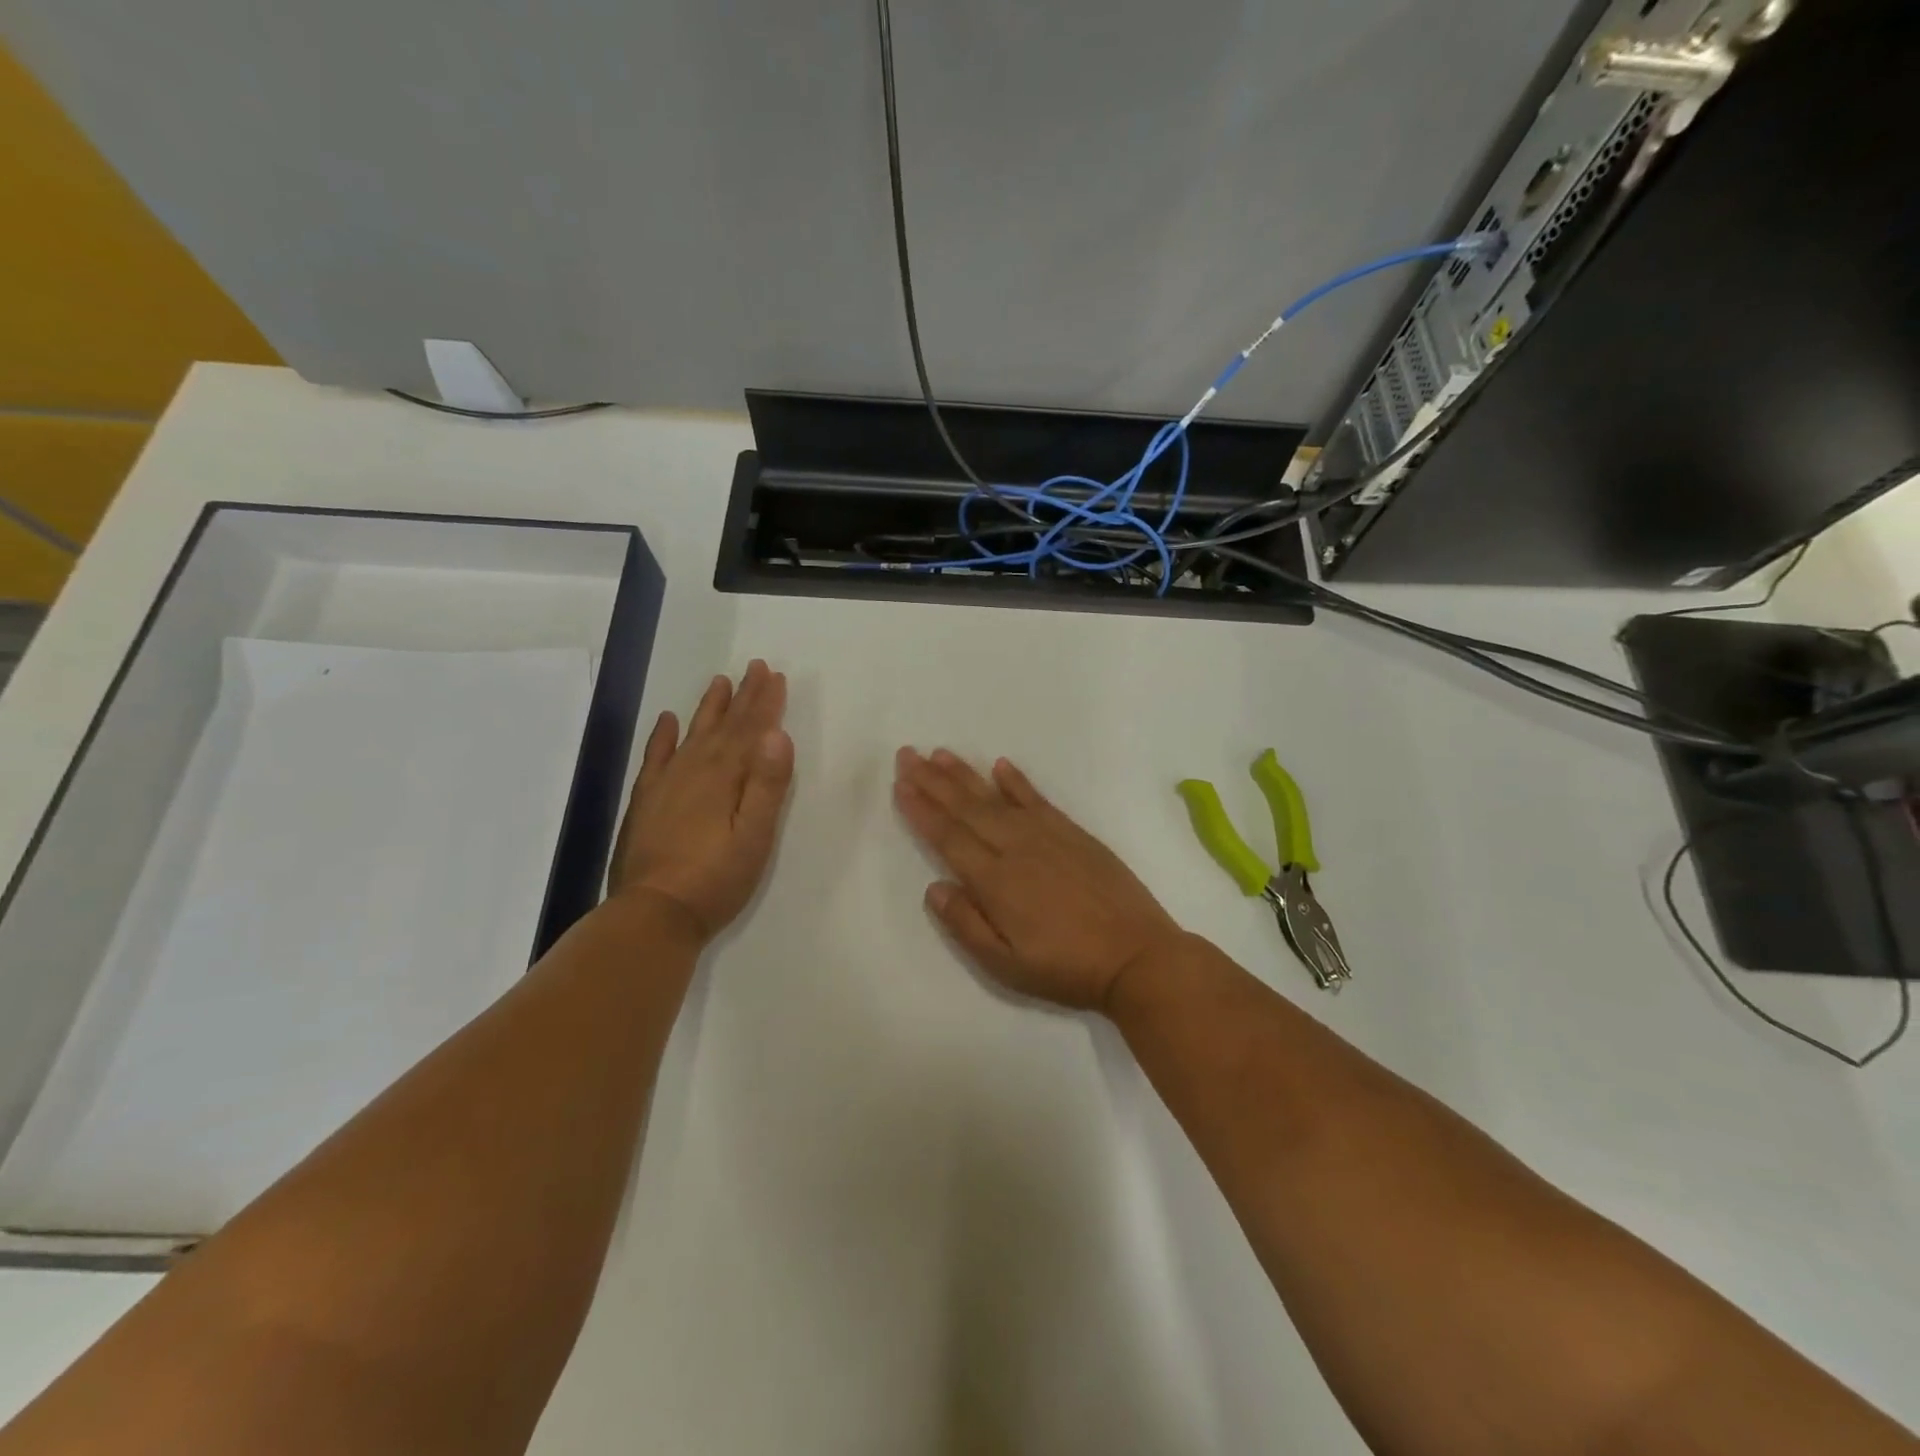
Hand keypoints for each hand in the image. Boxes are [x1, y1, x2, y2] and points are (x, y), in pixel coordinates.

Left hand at [609, 660, 793, 941]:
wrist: (653, 914)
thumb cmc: (716, 880)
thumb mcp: (755, 837)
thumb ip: (768, 785)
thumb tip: (778, 734)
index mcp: (725, 777)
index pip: (751, 731)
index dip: (765, 703)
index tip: (775, 675)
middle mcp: (695, 770)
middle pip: (724, 726)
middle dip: (743, 696)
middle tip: (755, 667)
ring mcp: (666, 784)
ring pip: (693, 734)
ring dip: (709, 708)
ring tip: (719, 682)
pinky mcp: (646, 802)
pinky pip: (656, 758)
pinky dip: (663, 737)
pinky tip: (669, 720)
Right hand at [893, 748, 1186, 1010]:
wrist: (1137, 956)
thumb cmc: (1067, 968)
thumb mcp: (1006, 965)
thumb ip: (966, 924)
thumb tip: (934, 886)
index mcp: (996, 881)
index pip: (949, 837)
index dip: (922, 810)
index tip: (900, 784)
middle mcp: (1017, 848)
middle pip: (967, 808)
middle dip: (933, 781)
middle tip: (907, 753)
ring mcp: (1048, 836)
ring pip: (997, 797)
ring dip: (966, 774)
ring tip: (940, 753)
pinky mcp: (1074, 833)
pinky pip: (1037, 799)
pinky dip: (1017, 781)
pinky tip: (1001, 765)